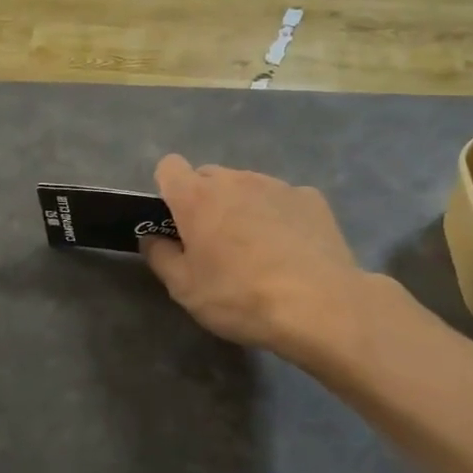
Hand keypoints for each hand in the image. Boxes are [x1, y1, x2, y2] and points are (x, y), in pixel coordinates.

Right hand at [141, 155, 367, 358]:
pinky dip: (279, 216)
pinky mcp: (311, 198)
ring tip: (257, 250)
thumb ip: (160, 257)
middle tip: (214, 243)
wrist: (321, 306)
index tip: (176, 220)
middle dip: (205, 201)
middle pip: (209, 176)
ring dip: (242, 207)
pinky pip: (282, 199)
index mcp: (197, 197)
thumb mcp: (186, 289)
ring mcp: (276, 185)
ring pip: (246, 186)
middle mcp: (235, 180)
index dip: (168, 189)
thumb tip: (151, 238)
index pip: (169, 167)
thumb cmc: (240, 297)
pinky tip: (291, 250)